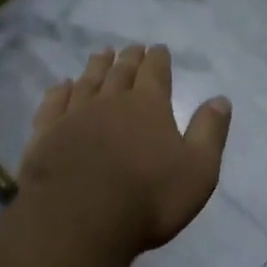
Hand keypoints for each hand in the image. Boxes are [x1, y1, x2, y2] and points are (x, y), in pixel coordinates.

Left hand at [19, 44, 231, 256]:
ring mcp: (74, 115)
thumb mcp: (198, 170)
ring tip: (101, 54)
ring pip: (87, 82)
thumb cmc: (148, 198)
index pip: (155, 72)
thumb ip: (209, 132)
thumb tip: (220, 99)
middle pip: (120, 71)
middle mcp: (111, 101)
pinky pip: (54, 103)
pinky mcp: (46, 134)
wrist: (79, 219)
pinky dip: (60, 91)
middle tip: (131, 47)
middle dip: (129, 58)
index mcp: (149, 106)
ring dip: (96, 66)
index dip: (158, 59)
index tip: (158, 48)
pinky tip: (62, 85)